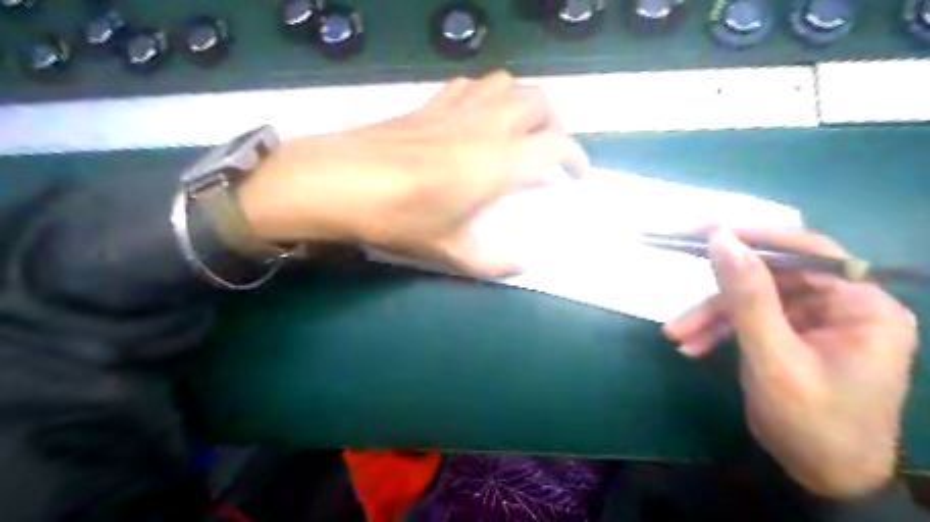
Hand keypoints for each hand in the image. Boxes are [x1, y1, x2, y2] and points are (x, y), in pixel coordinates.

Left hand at [238, 72, 587, 276]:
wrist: (336, 181)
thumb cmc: (397, 218)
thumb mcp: (448, 250)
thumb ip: (492, 262)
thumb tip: (524, 265)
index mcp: (497, 162)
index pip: (556, 145)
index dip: (576, 158)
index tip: (576, 177)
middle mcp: (485, 126)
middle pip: (539, 101)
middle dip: (555, 124)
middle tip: (549, 152)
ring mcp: (456, 109)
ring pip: (507, 84)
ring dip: (524, 104)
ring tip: (519, 132)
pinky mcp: (431, 104)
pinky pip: (472, 86)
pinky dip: (487, 96)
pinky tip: (476, 120)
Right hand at [665, 231, 917, 499]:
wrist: (823, 478)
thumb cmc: (811, 422)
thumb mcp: (772, 356)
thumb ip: (747, 296)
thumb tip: (721, 239)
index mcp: (862, 305)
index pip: (809, 251)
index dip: (757, 237)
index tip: (708, 233)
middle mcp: (844, 306)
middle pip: (772, 279)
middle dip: (720, 298)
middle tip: (680, 294)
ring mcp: (816, 322)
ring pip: (754, 302)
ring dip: (712, 318)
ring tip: (676, 336)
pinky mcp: (794, 337)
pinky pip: (752, 322)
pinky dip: (720, 332)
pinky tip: (692, 347)